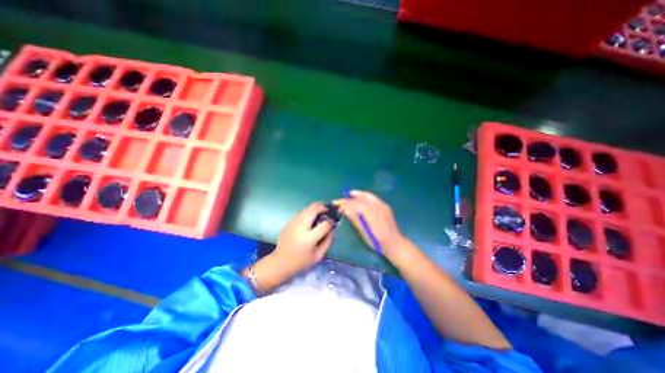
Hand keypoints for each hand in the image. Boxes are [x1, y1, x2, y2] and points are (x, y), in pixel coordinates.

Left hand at [271, 203, 335, 274]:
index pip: (324, 224)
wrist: (280, 262)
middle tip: (328, 209)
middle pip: (314, 210)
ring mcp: (293, 223)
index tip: (334, 221)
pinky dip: (309, 212)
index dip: (331, 221)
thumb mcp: (318, 256)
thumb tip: (332, 229)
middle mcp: (300, 228)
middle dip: (323, 207)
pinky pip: (301, 213)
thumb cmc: (301, 261)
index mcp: (309, 239)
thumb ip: (328, 241)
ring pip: (307, 209)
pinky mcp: (289, 222)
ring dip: (316, 207)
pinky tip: (312, 216)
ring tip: (322, 210)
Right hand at [338, 190, 411, 260]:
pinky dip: (365, 197)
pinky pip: (373, 198)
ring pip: (367, 195)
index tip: (336, 204)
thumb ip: (355, 219)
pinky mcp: (385, 206)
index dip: (344, 203)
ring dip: (357, 194)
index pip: (355, 204)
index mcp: (371, 212)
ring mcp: (382, 205)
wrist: (395, 243)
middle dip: (350, 197)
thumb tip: (345, 210)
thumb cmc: (378, 241)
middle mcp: (377, 205)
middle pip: (361, 197)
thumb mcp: (364, 232)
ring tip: (349, 195)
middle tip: (341, 200)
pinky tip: (361, 200)